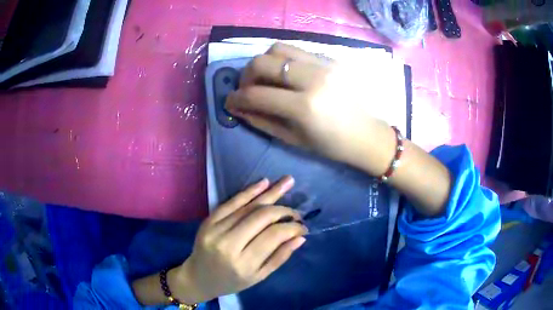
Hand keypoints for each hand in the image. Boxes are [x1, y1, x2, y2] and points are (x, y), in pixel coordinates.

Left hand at [174, 176, 306, 302]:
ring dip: (271, 193)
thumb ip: (280, 257)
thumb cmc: (231, 281)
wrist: (198, 277)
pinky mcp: (208, 220)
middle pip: (261, 217)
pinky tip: (264, 183)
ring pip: (248, 206)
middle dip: (284, 210)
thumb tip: (300, 237)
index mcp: (243, 263)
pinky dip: (249, 191)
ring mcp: (215, 229)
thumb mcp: (259, 277)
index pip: (274, 236)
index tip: (303, 226)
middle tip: (296, 213)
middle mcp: (228, 244)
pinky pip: (231, 202)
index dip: (292, 227)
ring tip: (288, 181)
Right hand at [225, 43, 397, 175]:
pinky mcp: (332, 59)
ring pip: (278, 48)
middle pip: (263, 62)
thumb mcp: (293, 139)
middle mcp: (313, 79)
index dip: (236, 98)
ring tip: (265, 77)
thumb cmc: (331, 145)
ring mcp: (324, 64)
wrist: (367, 134)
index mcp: (304, 107)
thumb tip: (237, 107)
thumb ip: (260, 121)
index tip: (230, 101)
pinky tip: (286, 74)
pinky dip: (284, 60)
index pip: (256, 94)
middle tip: (247, 88)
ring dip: (264, 62)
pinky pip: (297, 50)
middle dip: (246, 75)